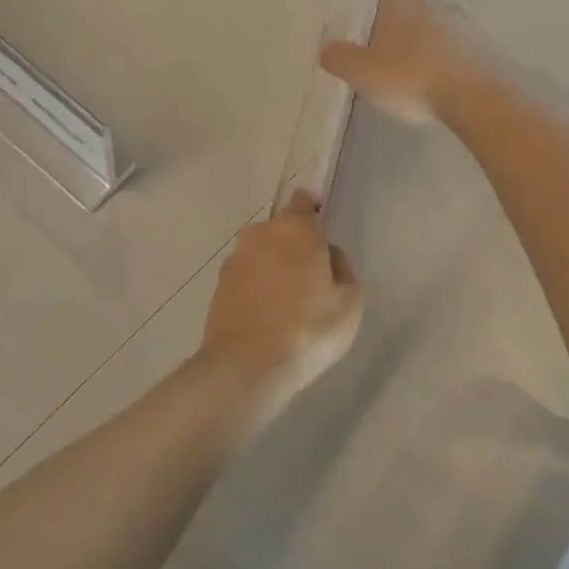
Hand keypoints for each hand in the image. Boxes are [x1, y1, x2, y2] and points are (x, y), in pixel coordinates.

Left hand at [200, 192, 363, 420]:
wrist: (246, 365)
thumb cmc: (308, 328)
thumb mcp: (350, 302)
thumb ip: (342, 269)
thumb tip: (328, 258)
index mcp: (295, 228)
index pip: (303, 202)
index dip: (313, 213)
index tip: (321, 235)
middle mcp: (259, 234)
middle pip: (281, 230)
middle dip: (293, 246)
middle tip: (311, 279)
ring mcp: (234, 260)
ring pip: (260, 254)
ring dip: (272, 269)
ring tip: (287, 304)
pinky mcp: (218, 287)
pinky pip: (245, 279)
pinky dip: (255, 290)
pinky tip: (267, 318)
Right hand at [319, 0, 473, 125]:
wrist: (478, 100)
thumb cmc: (413, 77)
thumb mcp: (364, 73)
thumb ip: (342, 59)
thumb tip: (326, 48)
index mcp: (407, 5)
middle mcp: (441, 9)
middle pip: (422, 6)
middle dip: (407, 24)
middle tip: (390, 48)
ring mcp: (470, 32)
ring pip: (444, 32)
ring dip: (430, 48)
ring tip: (415, 78)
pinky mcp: (490, 57)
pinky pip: (463, 57)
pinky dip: (450, 69)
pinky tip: (441, 93)